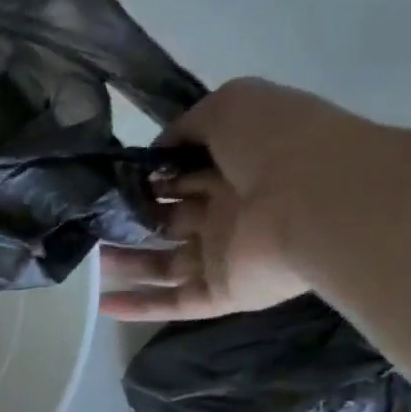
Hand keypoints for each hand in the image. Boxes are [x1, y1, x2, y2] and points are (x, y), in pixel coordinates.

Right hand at [102, 77, 374, 321]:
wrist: (324, 199)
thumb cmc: (277, 144)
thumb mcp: (230, 105)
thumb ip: (186, 126)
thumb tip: (155, 157)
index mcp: (237, 167)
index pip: (180, 174)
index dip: (144, 176)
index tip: (106, 180)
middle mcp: (230, 211)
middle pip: (167, 220)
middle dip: (128, 219)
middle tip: (88, 220)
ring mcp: (227, 255)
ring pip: (163, 263)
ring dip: (125, 263)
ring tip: (85, 257)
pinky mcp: (225, 292)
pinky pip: (176, 303)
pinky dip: (139, 306)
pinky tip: (101, 304)